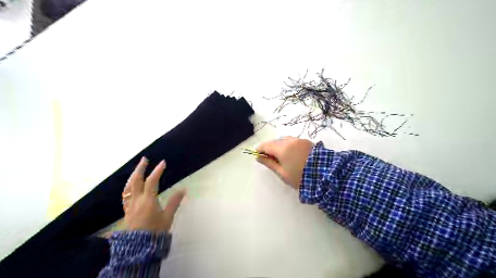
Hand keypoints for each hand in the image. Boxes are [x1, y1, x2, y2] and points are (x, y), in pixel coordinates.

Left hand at [122, 157, 185, 232]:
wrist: (139, 247)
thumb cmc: (155, 231)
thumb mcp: (167, 217)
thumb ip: (174, 202)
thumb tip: (184, 189)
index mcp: (148, 200)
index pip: (152, 181)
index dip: (157, 171)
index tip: (163, 162)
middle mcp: (137, 200)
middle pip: (136, 180)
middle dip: (140, 168)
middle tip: (145, 159)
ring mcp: (130, 205)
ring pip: (128, 187)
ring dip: (133, 176)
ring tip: (138, 169)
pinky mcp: (127, 210)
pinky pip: (125, 195)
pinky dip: (129, 186)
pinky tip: (131, 185)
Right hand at [256, 136, 312, 190]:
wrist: (324, 175)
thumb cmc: (299, 177)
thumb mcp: (282, 173)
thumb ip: (269, 163)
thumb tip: (258, 157)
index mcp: (282, 148)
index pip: (266, 145)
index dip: (260, 149)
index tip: (257, 155)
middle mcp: (289, 140)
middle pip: (274, 141)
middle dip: (269, 148)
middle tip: (268, 158)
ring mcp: (299, 140)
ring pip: (283, 140)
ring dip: (278, 145)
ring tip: (280, 156)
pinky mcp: (306, 141)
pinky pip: (292, 140)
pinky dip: (287, 144)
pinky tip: (290, 153)